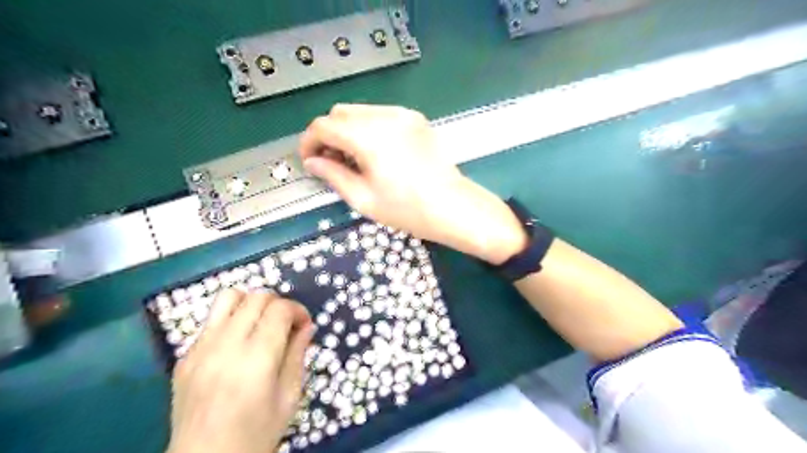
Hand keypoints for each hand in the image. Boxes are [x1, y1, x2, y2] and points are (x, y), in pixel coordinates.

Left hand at [166, 288, 310, 452]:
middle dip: (279, 304)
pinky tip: (237, 345)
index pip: (280, 309)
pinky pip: (211, 320)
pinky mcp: (185, 356)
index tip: (304, 325)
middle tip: (286, 325)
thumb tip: (306, 326)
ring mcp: (200, 349)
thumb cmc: (256, 435)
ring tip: (260, 324)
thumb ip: (298, 355)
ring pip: (229, 297)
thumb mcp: (289, 397)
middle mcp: (226, 346)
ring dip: (251, 303)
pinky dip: (231, 320)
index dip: (298, 310)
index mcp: (256, 359)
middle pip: (256, 297)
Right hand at [299, 103, 527, 263]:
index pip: (324, 126)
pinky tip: (375, 152)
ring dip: (347, 130)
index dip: (309, 142)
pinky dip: (368, 128)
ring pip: (359, 111)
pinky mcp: (415, 119)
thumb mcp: (363, 198)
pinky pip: (380, 115)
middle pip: (340, 113)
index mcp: (369, 136)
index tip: (309, 161)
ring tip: (353, 159)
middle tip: (330, 162)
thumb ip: (333, 175)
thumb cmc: (408, 210)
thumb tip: (312, 163)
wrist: (454, 206)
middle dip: (327, 135)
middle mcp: (385, 116)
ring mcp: (403, 115)